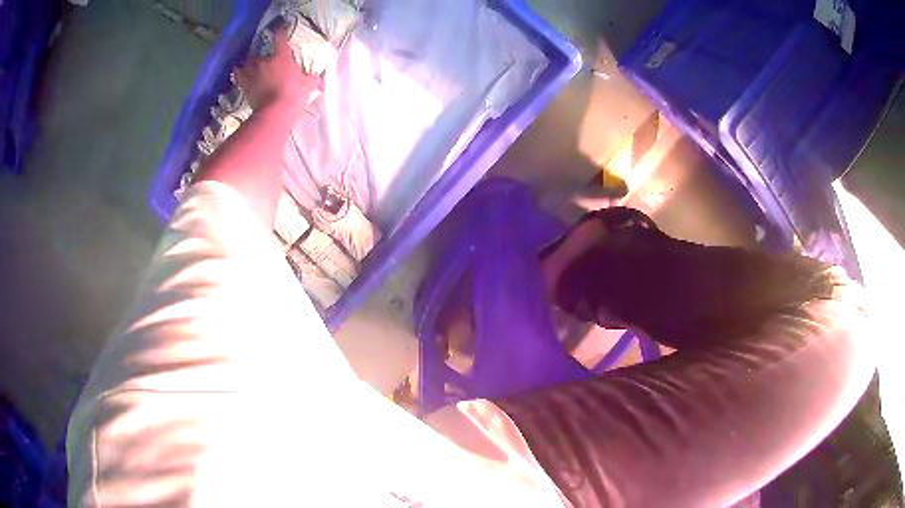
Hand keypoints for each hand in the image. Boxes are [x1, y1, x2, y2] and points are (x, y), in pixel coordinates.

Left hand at [234, 26, 320, 111]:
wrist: (275, 112)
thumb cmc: (294, 94)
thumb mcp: (309, 85)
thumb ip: (312, 78)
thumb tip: (318, 78)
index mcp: (281, 56)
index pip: (279, 37)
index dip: (279, 30)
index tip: (279, 27)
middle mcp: (264, 61)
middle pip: (259, 52)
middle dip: (262, 55)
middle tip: (265, 59)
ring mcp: (252, 73)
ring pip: (246, 62)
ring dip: (248, 63)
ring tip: (249, 65)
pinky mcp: (244, 85)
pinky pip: (237, 75)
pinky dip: (237, 73)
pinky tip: (237, 72)